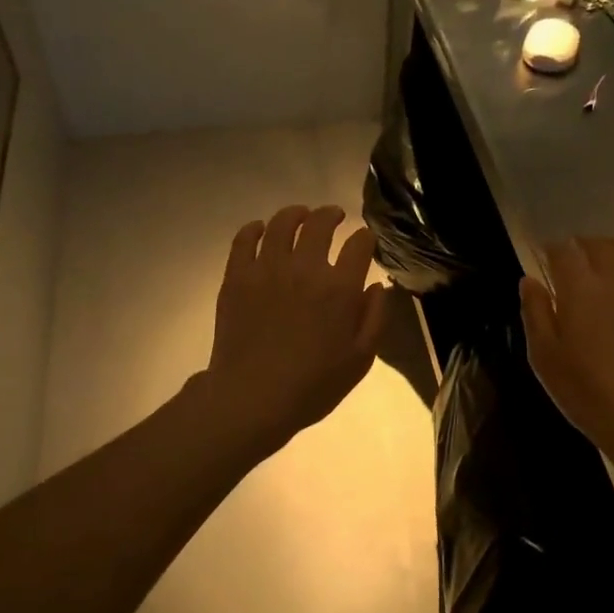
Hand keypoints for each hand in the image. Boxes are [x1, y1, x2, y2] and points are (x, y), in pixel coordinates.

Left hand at [202, 205, 388, 452]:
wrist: (252, 398)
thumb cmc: (313, 385)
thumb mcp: (360, 359)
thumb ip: (375, 318)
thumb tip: (376, 285)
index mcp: (340, 288)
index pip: (359, 244)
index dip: (366, 237)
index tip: (366, 241)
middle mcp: (305, 268)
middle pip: (320, 224)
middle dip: (332, 215)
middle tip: (334, 216)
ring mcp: (267, 269)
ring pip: (282, 223)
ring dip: (296, 214)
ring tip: (301, 216)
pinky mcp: (237, 276)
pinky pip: (245, 239)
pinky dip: (255, 229)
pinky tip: (261, 230)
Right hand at [520, 238, 613, 477]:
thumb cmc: (585, 390)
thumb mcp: (544, 356)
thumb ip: (535, 312)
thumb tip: (529, 280)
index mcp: (580, 287)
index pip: (564, 251)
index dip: (551, 248)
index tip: (542, 255)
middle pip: (599, 245)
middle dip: (581, 246)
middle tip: (571, 260)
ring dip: (613, 253)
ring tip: (604, 268)